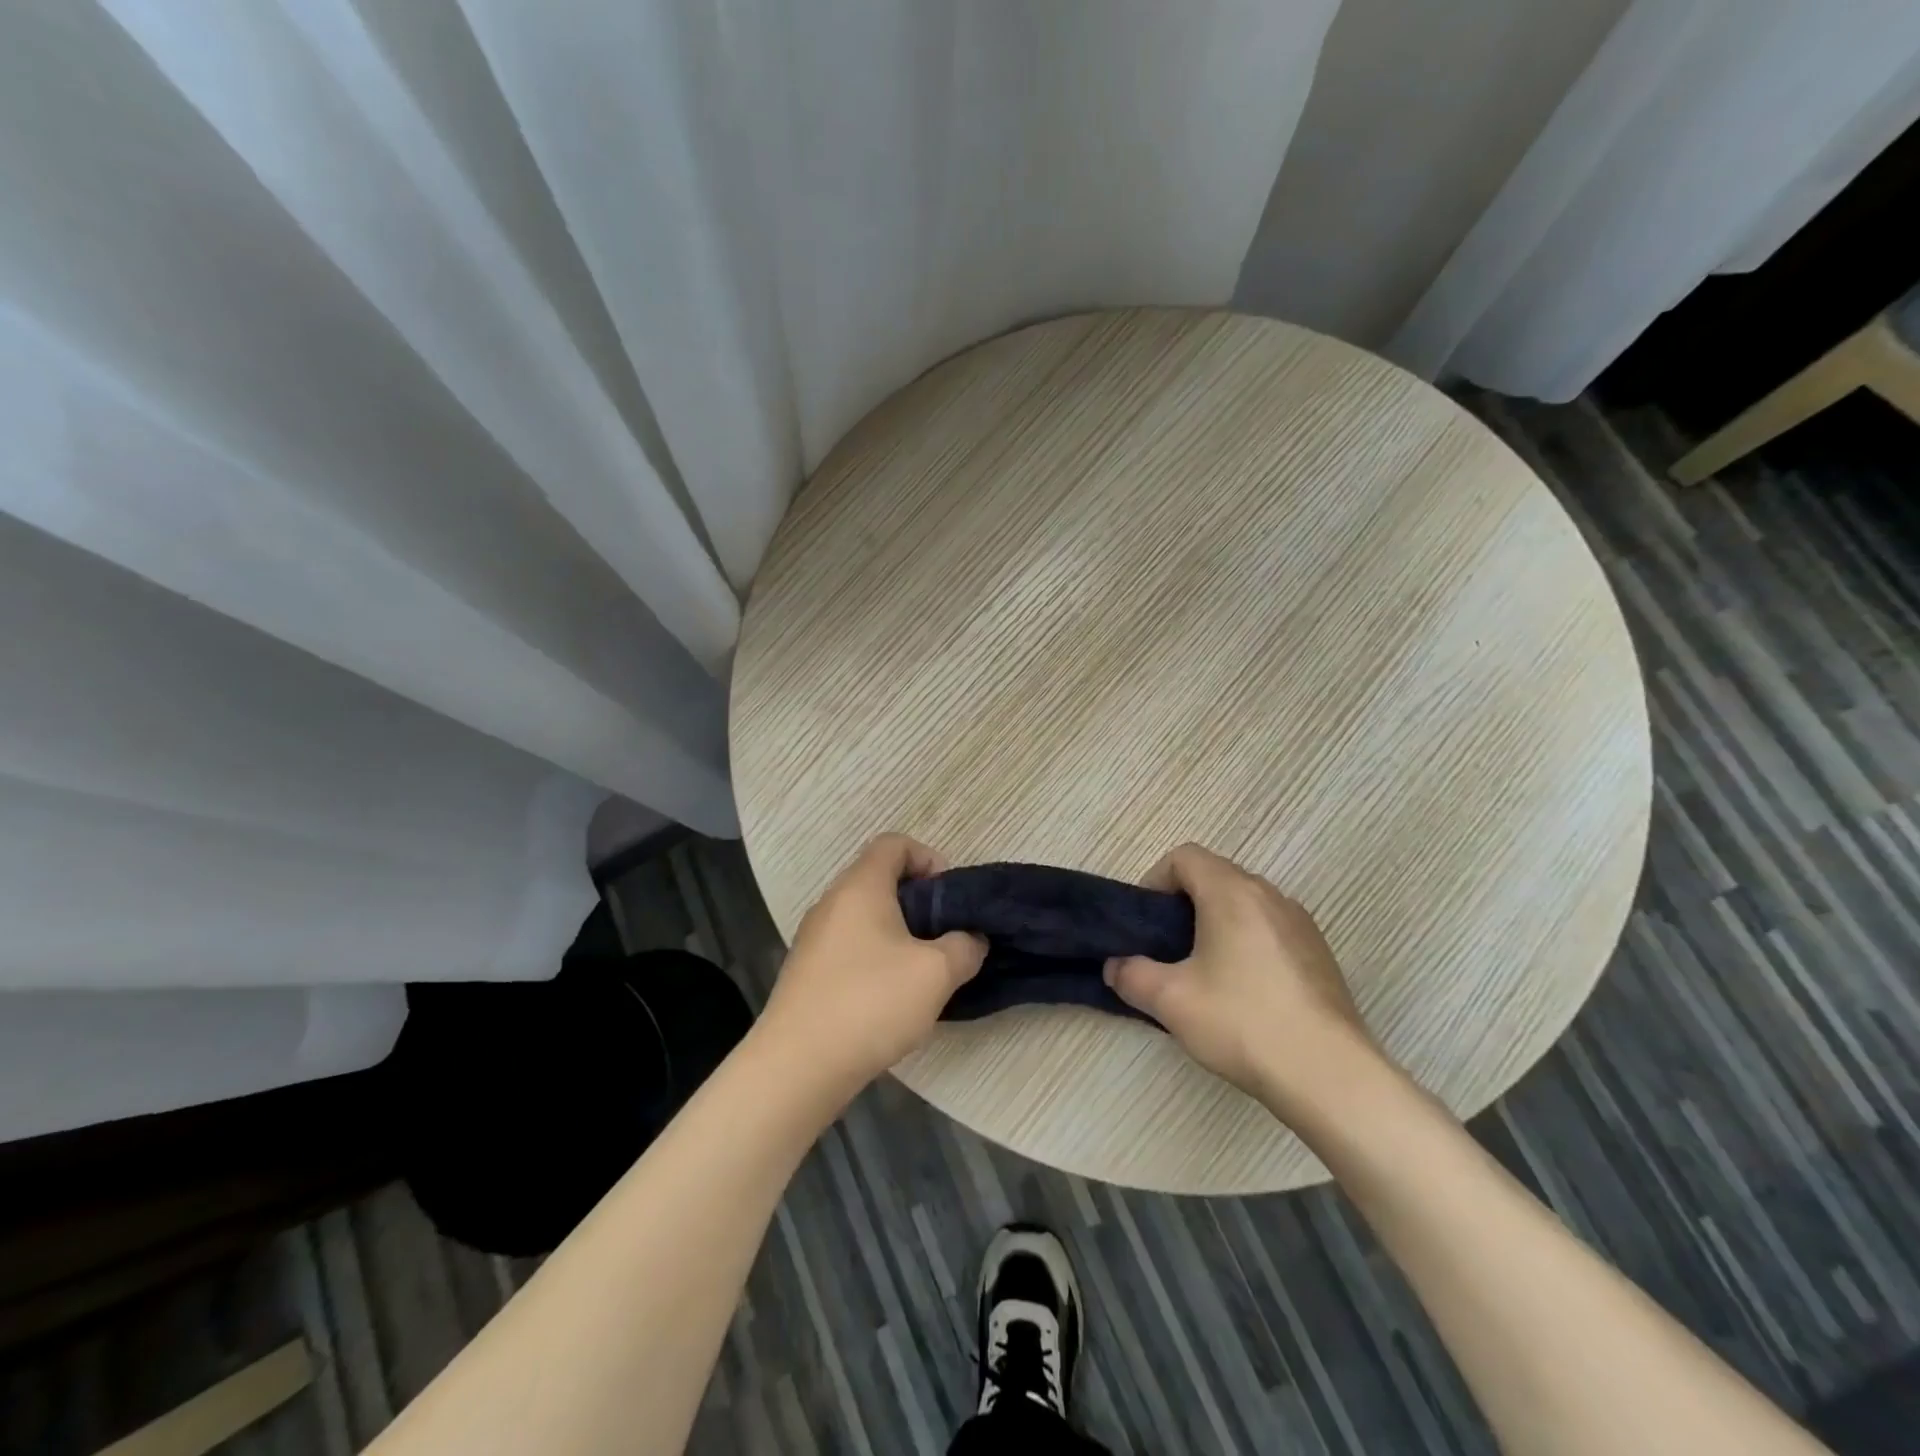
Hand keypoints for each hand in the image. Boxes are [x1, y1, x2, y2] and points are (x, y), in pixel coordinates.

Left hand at [759, 833, 985, 1094]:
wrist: (798, 1066)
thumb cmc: (871, 1003)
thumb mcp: (936, 973)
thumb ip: (964, 946)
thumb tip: (970, 939)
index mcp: (861, 886)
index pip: (894, 843)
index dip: (928, 858)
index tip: (949, 898)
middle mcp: (832, 902)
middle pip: (879, 878)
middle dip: (918, 901)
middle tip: (944, 936)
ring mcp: (814, 937)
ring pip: (864, 915)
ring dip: (898, 932)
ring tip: (921, 970)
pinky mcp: (807, 970)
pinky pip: (849, 945)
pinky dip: (874, 956)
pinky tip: (889, 996)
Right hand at [1104, 843, 1383, 1112]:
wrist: (1329, 1075)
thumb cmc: (1242, 1022)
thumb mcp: (1170, 1000)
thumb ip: (1131, 975)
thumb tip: (1114, 967)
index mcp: (1232, 892)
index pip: (1185, 856)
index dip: (1155, 880)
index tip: (1146, 923)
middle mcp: (1270, 895)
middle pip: (1216, 877)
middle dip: (1183, 904)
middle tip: (1166, 949)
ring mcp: (1301, 924)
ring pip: (1245, 904)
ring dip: (1216, 924)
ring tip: (1202, 972)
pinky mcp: (1319, 954)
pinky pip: (1270, 930)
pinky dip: (1247, 943)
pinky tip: (1243, 993)